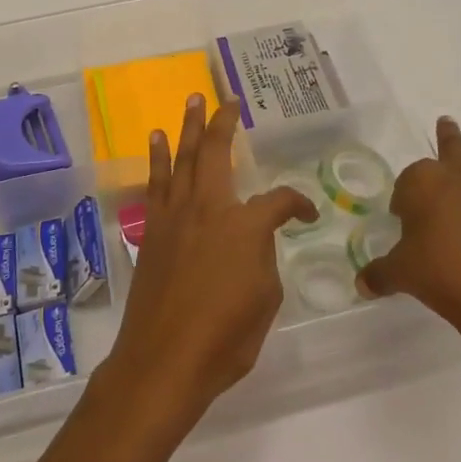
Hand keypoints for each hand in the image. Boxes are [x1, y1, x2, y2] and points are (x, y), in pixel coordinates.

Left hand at [101, 95, 316, 427]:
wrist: (164, 360)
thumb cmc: (225, 338)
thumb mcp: (266, 300)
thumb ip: (263, 259)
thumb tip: (253, 243)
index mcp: (245, 226)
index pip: (280, 201)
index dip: (299, 205)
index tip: (307, 215)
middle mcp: (209, 208)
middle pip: (216, 152)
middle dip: (223, 122)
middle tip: (227, 100)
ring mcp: (175, 216)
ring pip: (183, 159)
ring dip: (188, 127)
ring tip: (191, 101)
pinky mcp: (153, 230)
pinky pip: (156, 183)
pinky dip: (157, 158)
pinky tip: (157, 140)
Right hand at [355, 117, 460, 333]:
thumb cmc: (439, 271)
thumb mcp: (400, 273)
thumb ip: (380, 274)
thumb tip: (363, 284)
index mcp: (424, 183)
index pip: (408, 180)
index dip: (403, 195)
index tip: (400, 214)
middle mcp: (458, 179)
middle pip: (451, 150)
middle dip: (447, 136)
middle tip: (446, 121)